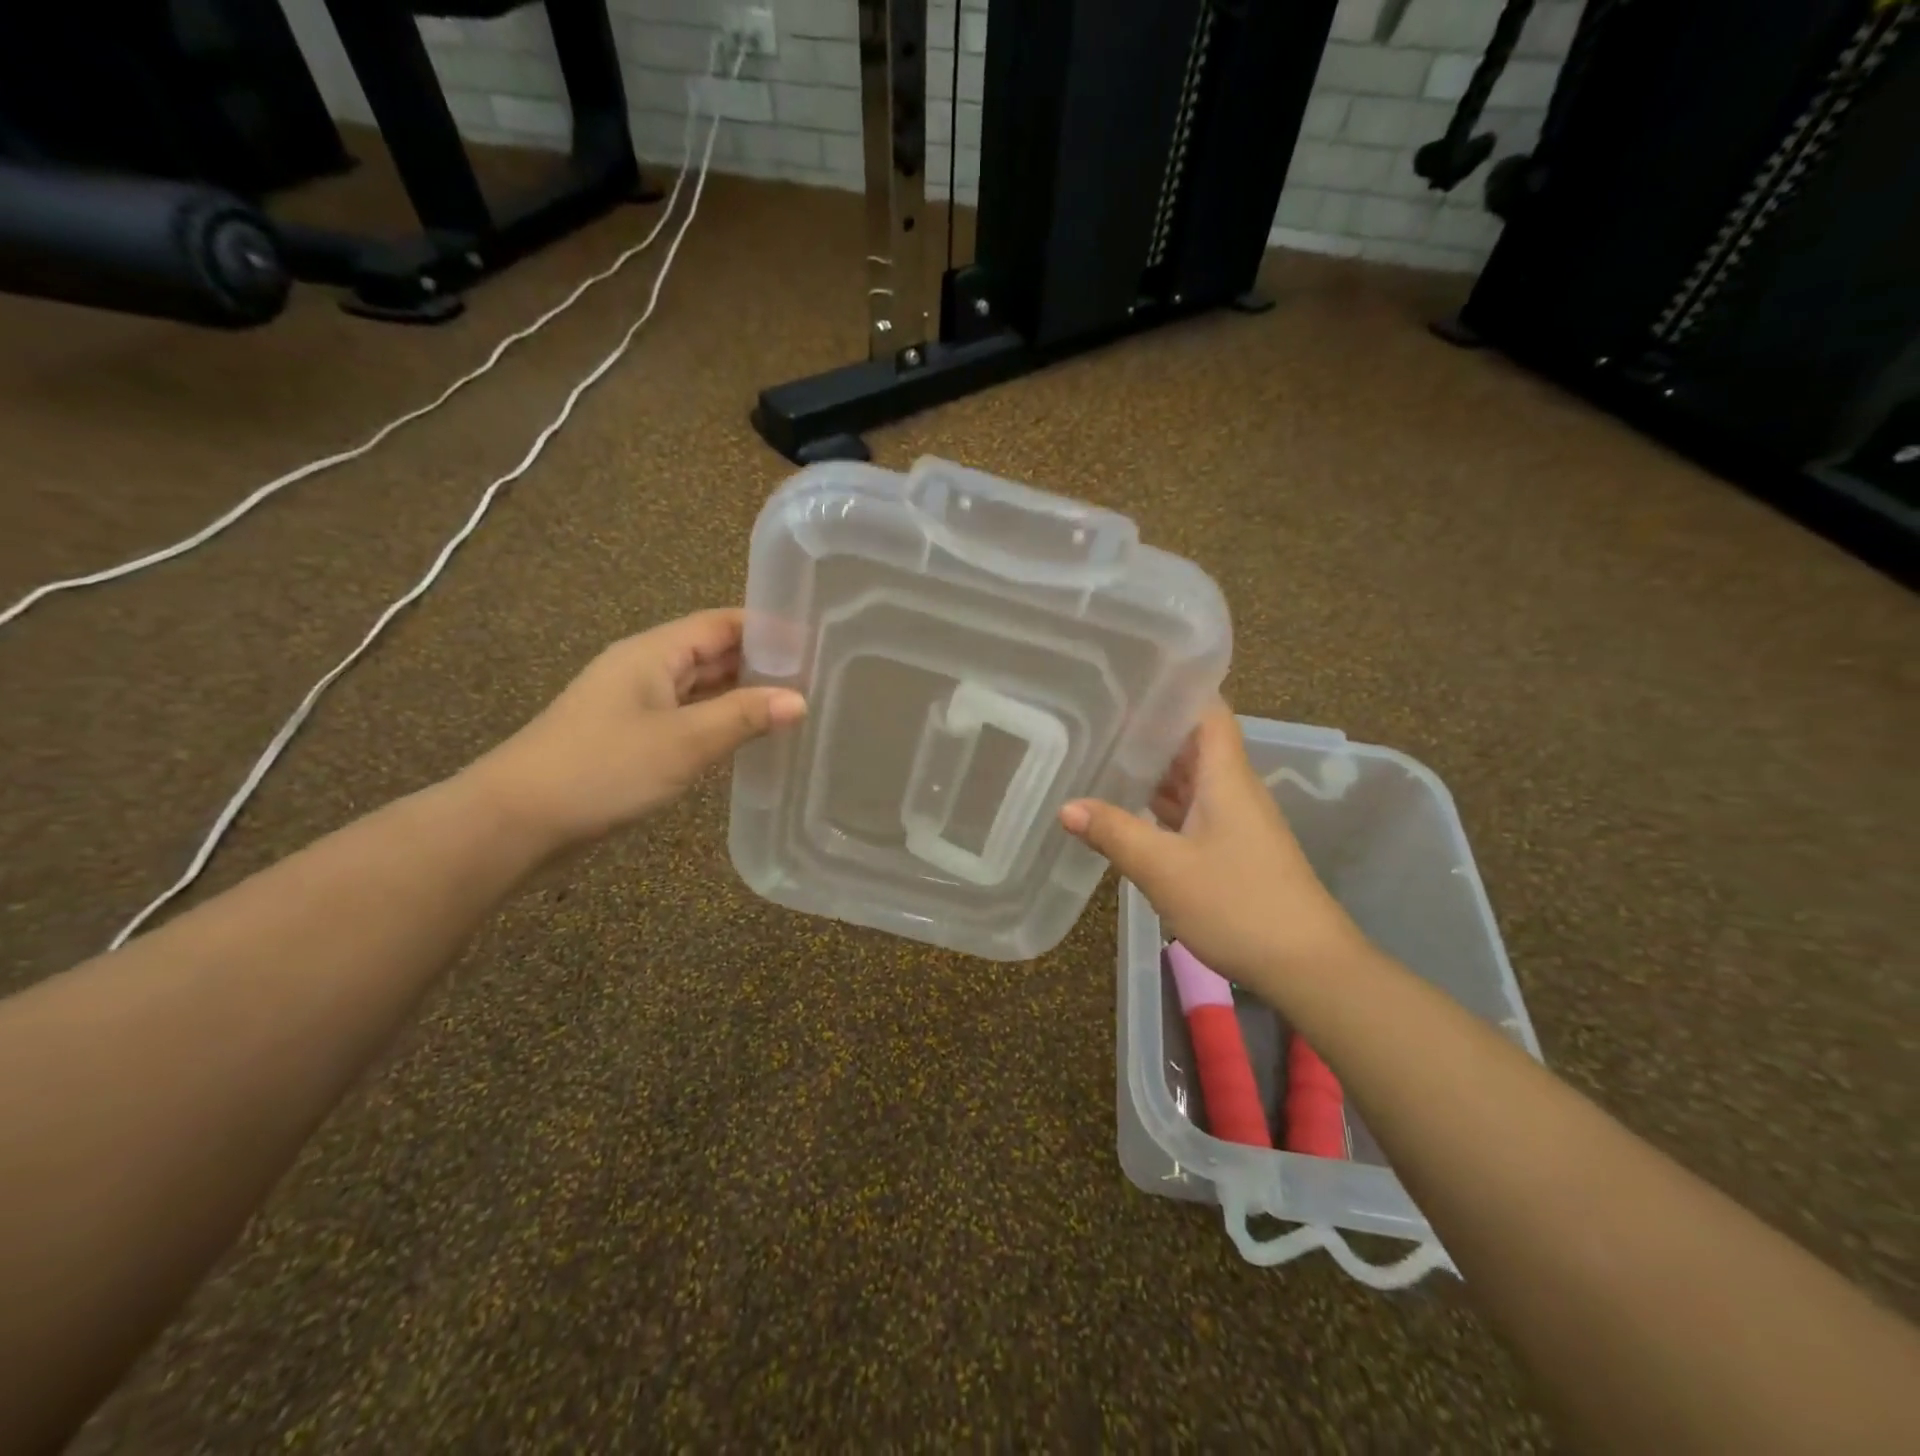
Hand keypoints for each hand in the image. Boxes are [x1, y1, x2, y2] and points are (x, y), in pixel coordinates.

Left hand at [464, 609, 805, 850]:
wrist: (517, 820)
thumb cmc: (603, 769)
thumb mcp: (684, 742)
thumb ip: (744, 717)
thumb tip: (800, 700)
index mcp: (653, 653)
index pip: (722, 623)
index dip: (768, 629)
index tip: (815, 642)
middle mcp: (644, 668)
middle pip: (712, 652)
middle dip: (760, 662)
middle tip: (816, 676)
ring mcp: (635, 703)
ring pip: (699, 686)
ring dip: (741, 693)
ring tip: (794, 704)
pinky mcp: (630, 735)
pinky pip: (686, 715)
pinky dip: (718, 719)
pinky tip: (747, 736)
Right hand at [1059, 701, 1364, 999]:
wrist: (1307, 966)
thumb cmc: (1238, 904)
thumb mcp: (1165, 869)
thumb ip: (1114, 833)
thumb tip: (1066, 807)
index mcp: (1225, 777)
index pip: (1208, 711)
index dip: (1176, 689)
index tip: (1132, 677)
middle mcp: (1232, 789)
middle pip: (1193, 743)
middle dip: (1150, 729)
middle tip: (1097, 715)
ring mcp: (1234, 821)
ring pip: (1190, 780)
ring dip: (1153, 769)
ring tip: (1101, 754)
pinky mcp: (1232, 849)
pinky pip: (1191, 811)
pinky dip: (1161, 805)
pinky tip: (1127, 809)